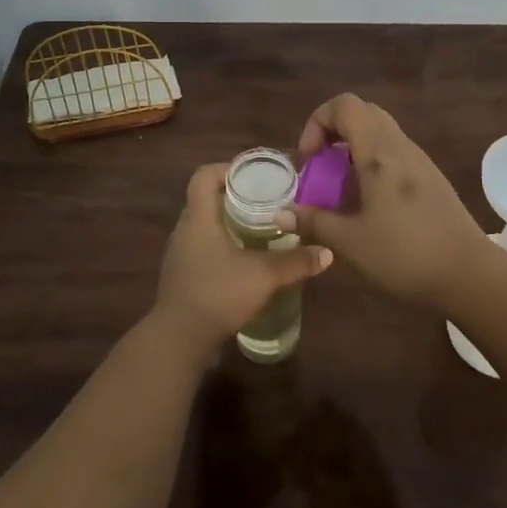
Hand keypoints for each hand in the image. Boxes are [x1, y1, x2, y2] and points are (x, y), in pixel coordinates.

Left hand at [153, 163, 332, 353]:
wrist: (179, 339)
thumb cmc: (218, 293)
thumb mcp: (264, 276)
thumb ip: (296, 262)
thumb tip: (328, 253)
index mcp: (199, 217)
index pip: (204, 175)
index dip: (227, 168)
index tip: (254, 175)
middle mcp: (185, 229)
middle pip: (206, 199)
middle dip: (235, 196)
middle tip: (266, 201)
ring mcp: (180, 253)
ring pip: (204, 225)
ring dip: (228, 222)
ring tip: (259, 229)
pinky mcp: (182, 275)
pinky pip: (202, 247)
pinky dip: (222, 245)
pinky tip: (244, 261)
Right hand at [277, 93, 489, 307]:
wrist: (469, 275)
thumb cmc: (405, 255)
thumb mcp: (350, 242)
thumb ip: (314, 222)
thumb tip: (280, 214)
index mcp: (379, 153)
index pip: (344, 105)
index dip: (317, 122)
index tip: (310, 160)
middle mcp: (400, 146)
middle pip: (362, 112)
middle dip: (333, 132)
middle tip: (321, 168)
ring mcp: (419, 160)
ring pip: (380, 132)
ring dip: (352, 148)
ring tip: (341, 188)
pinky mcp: (430, 178)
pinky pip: (394, 152)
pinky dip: (372, 162)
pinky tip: (369, 202)